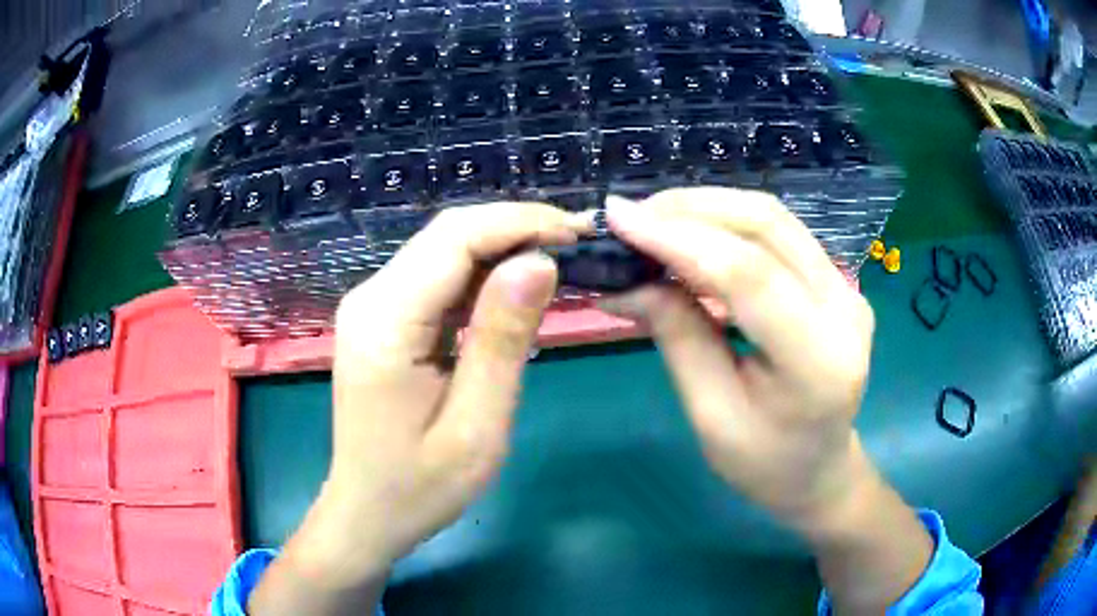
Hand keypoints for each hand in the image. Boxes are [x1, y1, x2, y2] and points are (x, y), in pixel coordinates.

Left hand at [248, 203, 589, 614]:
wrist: (367, 511)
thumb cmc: (420, 485)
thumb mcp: (476, 425)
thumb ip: (503, 339)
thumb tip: (540, 261)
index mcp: (385, 321)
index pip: (455, 238)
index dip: (519, 223)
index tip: (577, 233)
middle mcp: (371, 298)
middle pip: (447, 235)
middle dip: (515, 228)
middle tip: (578, 242)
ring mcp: (373, 306)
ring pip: (445, 251)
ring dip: (503, 249)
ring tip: (560, 260)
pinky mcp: (384, 319)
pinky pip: (438, 279)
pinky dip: (483, 276)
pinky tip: (518, 290)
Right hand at [601, 188, 932, 614]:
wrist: (820, 470)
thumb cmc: (764, 464)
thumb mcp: (711, 415)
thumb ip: (677, 337)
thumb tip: (624, 282)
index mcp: (818, 361)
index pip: (749, 275)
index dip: (679, 238)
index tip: (618, 219)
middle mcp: (844, 309)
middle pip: (767, 227)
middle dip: (690, 210)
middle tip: (630, 218)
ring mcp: (847, 288)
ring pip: (773, 218)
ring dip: (707, 208)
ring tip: (652, 221)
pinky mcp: (837, 281)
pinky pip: (780, 233)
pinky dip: (728, 224)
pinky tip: (691, 233)